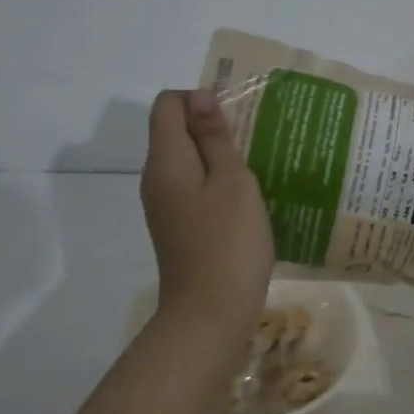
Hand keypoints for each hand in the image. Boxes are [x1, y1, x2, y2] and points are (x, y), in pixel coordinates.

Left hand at [141, 89, 274, 334]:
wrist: (210, 315)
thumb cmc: (228, 243)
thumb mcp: (233, 182)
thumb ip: (215, 138)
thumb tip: (198, 98)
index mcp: (166, 161)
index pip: (167, 105)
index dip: (199, 100)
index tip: (236, 119)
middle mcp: (156, 179)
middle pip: (174, 133)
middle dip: (212, 128)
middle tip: (254, 143)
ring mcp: (165, 208)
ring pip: (186, 163)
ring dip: (217, 158)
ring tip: (257, 170)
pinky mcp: (177, 229)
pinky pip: (192, 191)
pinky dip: (215, 185)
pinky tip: (246, 202)